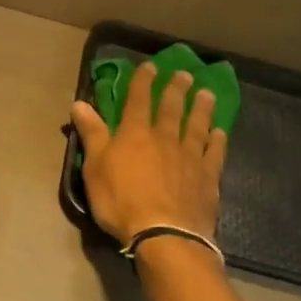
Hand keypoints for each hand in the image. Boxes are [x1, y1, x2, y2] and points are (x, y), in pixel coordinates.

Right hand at [71, 64, 226, 246]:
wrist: (164, 234)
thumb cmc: (121, 201)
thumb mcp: (95, 168)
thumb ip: (92, 134)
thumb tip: (80, 103)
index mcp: (135, 134)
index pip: (138, 100)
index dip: (143, 81)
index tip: (150, 66)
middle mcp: (165, 138)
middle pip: (172, 108)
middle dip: (176, 89)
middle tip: (185, 74)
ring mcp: (190, 157)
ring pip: (196, 125)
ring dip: (201, 108)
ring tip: (206, 94)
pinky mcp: (208, 177)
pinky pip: (214, 152)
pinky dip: (217, 140)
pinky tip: (220, 132)